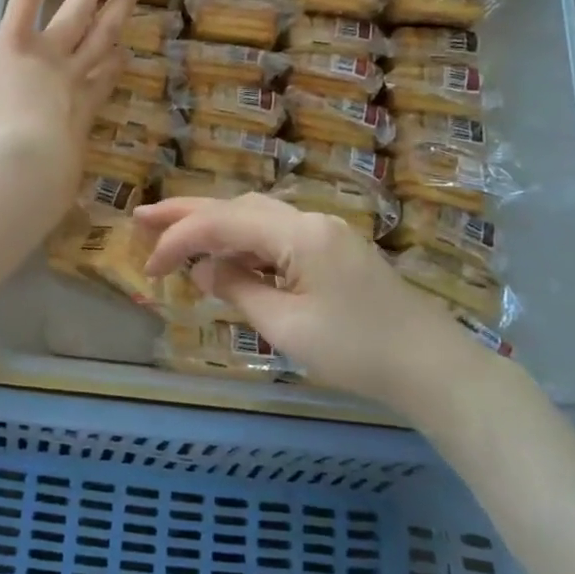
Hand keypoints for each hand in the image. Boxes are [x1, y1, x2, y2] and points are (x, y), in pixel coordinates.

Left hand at [0, 0, 138, 226]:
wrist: (22, 172)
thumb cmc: (38, 189)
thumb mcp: (54, 193)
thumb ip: (55, 188)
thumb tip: (54, 207)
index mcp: (79, 115)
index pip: (101, 81)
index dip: (113, 62)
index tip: (122, 49)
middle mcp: (72, 79)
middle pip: (99, 40)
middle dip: (115, 14)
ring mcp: (49, 57)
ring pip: (76, 14)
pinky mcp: (18, 42)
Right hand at [136, 193, 486, 417]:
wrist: (432, 366)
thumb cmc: (357, 351)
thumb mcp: (287, 327)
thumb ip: (239, 290)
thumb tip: (206, 270)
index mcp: (298, 233)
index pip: (222, 224)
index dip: (179, 240)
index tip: (150, 268)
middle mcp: (309, 220)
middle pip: (236, 207)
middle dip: (187, 212)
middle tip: (141, 217)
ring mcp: (324, 232)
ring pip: (255, 216)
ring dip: (214, 224)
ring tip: (174, 234)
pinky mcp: (332, 250)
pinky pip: (276, 234)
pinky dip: (242, 241)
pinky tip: (226, 256)